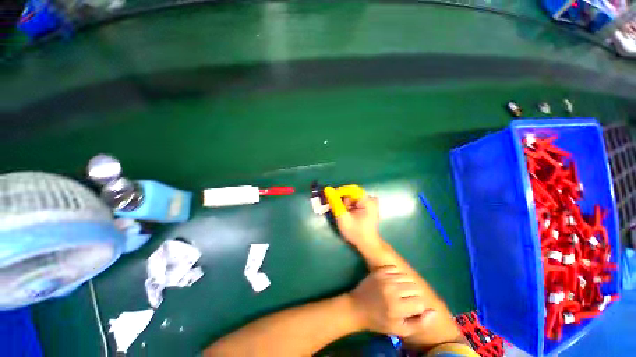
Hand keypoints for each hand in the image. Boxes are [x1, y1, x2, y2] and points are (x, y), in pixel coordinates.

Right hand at [324, 187, 380, 247]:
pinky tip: (346, 212)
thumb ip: (335, 202)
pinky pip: (356, 201)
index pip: (351, 189)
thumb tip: (327, 189)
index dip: (339, 192)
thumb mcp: (343, 218)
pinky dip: (349, 205)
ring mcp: (371, 202)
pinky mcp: (369, 206)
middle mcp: (371, 199)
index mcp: (368, 201)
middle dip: (342, 200)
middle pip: (352, 193)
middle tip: (335, 208)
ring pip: (352, 197)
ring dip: (345, 203)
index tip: (330, 198)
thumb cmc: (356, 232)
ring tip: (341, 213)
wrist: (367, 244)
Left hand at [348, 266, 436, 336]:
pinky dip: (398, 274)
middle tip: (406, 301)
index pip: (420, 302)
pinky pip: (395, 268)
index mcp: (397, 307)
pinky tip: (394, 282)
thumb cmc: (379, 321)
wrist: (357, 307)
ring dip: (407, 284)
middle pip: (415, 288)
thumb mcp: (399, 329)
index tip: (411, 310)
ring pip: (406, 277)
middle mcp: (392, 290)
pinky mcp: (379, 271)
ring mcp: (385, 278)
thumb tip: (434, 311)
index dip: (419, 307)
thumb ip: (419, 323)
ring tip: (401, 291)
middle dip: (415, 295)